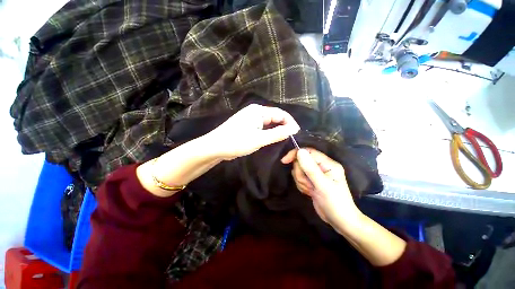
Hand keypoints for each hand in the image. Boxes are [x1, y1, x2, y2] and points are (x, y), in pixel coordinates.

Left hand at [207, 104, 299, 160]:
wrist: (215, 147)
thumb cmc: (236, 142)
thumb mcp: (259, 139)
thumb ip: (277, 133)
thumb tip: (294, 129)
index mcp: (258, 111)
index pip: (281, 113)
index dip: (290, 123)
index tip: (297, 134)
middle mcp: (255, 112)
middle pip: (275, 117)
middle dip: (284, 127)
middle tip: (292, 139)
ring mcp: (251, 119)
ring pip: (269, 123)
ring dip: (277, 131)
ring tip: (285, 140)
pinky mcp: (248, 126)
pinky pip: (263, 128)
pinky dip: (269, 133)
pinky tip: (273, 140)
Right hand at [281, 148, 360, 228]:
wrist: (340, 221)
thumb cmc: (335, 203)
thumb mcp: (323, 186)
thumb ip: (310, 168)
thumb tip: (300, 151)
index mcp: (328, 163)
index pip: (308, 152)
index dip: (295, 154)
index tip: (284, 161)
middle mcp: (322, 166)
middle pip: (301, 162)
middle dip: (301, 174)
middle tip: (309, 185)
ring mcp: (316, 174)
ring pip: (299, 171)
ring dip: (302, 181)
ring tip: (311, 190)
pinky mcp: (312, 181)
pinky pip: (300, 178)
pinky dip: (302, 186)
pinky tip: (310, 193)